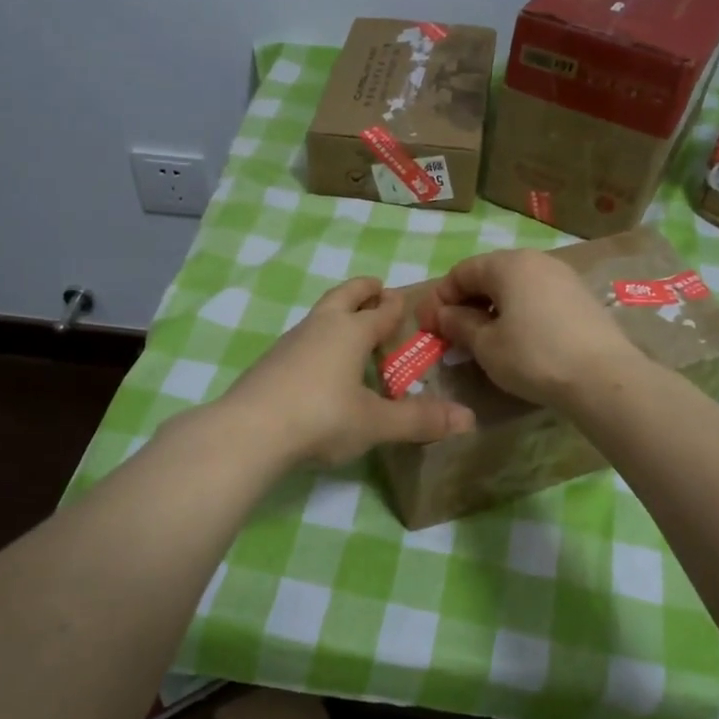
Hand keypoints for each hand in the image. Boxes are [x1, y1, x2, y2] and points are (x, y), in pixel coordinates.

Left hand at [218, 277, 475, 467]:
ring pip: (319, 316)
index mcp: (350, 332)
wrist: (249, 431)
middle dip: (362, 290)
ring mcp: (290, 343)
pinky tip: (318, 364)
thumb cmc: (322, 418)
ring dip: (337, 314)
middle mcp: (320, 327)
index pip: (381, 311)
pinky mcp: (269, 363)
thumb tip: (469, 419)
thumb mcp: (376, 423)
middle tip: (376, 287)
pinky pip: (302, 340)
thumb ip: (420, 420)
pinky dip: (317, 340)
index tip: (405, 299)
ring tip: (349, 328)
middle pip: (343, 296)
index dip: (396, 305)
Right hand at [413, 249, 641, 405]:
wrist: (603, 378)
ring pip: (515, 288)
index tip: (426, 326)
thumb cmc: (534, 356)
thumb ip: (459, 325)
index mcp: (508, 264)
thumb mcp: (486, 345)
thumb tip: (443, 315)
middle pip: (489, 276)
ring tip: (481, 340)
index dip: (439, 298)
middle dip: (465, 303)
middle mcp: (537, 261)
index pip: (461, 272)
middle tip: (450, 333)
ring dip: (491, 310)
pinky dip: (518, 314)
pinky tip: (515, 341)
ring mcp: (563, 278)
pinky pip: (537, 299)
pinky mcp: (581, 299)